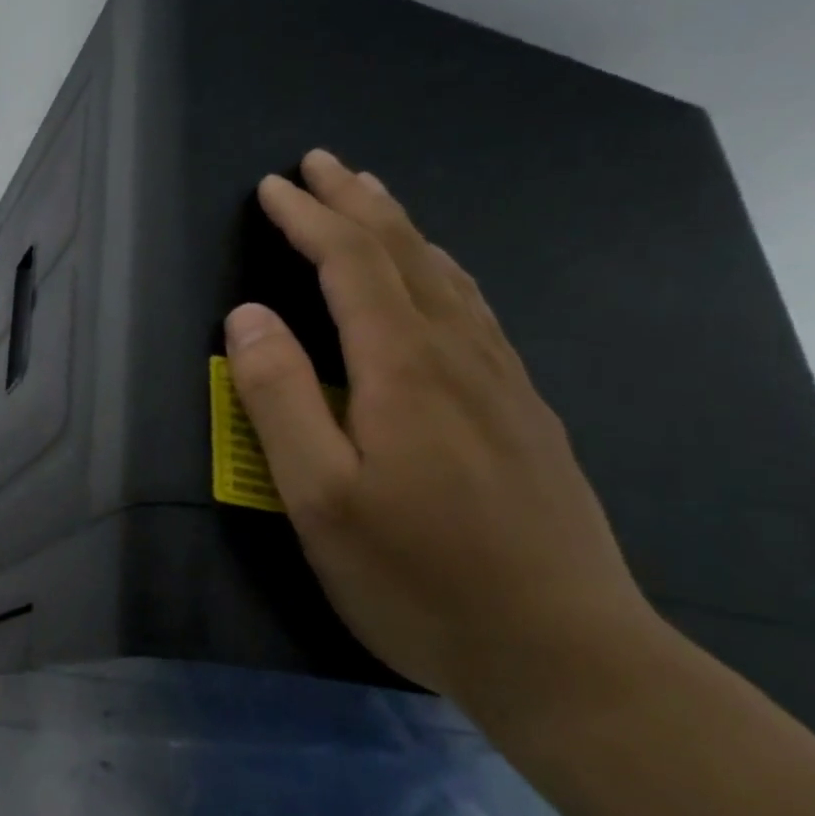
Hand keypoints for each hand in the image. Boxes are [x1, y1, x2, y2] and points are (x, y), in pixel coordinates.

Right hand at [224, 150, 656, 703]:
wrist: (566, 652)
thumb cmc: (418, 577)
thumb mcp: (320, 498)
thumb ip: (280, 399)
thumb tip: (248, 315)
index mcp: (403, 368)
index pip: (351, 264)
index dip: (308, 219)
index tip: (271, 187)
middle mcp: (459, 355)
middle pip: (405, 253)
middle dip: (356, 203)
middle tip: (321, 163)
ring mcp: (503, 381)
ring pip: (447, 276)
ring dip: (402, 228)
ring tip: (373, 198)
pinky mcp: (524, 412)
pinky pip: (474, 310)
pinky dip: (440, 270)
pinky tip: (438, 279)